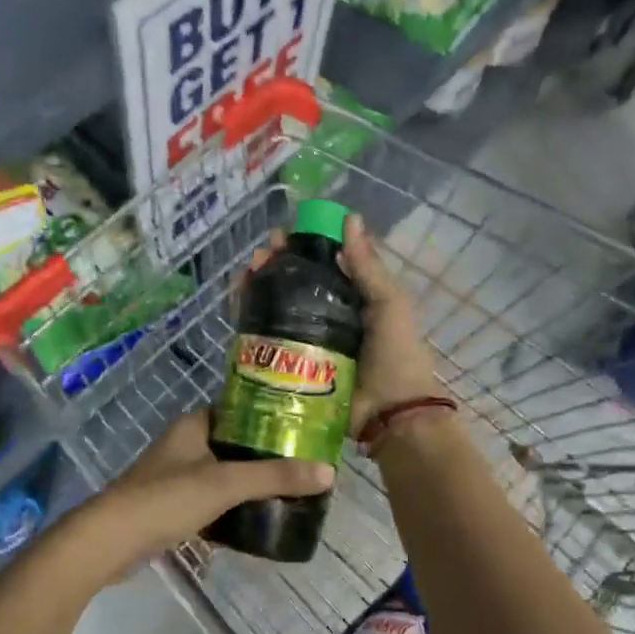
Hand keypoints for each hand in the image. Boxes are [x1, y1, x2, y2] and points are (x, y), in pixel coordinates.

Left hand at [88, 409, 333, 571]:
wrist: (110, 541)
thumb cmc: (166, 498)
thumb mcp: (225, 484)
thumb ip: (274, 477)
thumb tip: (327, 472)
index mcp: (193, 425)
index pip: (237, 408)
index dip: (268, 414)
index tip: (302, 425)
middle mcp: (183, 444)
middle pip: (233, 443)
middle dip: (264, 454)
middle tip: (303, 463)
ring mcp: (174, 476)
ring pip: (221, 473)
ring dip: (248, 482)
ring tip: (288, 491)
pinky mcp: (170, 506)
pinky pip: (210, 500)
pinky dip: (230, 507)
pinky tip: (256, 519)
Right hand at [245, 214, 442, 431]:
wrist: (390, 414)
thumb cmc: (396, 355)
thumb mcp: (389, 303)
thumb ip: (368, 266)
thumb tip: (349, 218)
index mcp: (353, 296)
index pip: (322, 262)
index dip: (301, 245)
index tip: (284, 234)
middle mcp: (327, 314)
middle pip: (293, 281)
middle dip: (274, 263)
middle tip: (260, 257)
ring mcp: (306, 339)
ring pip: (274, 305)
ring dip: (257, 285)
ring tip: (245, 275)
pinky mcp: (290, 362)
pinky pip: (265, 335)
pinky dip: (249, 316)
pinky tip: (238, 302)